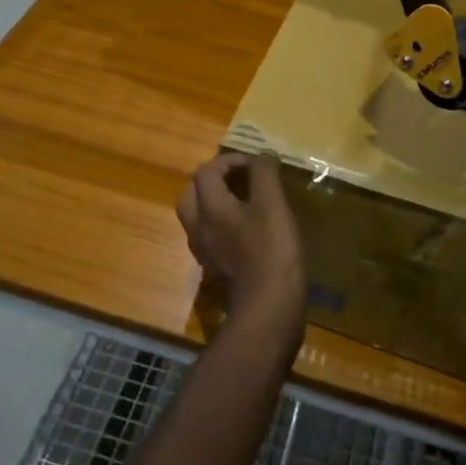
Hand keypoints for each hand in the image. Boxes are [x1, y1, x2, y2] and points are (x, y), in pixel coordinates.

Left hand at [176, 153, 305, 348]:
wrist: (268, 308)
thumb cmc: (271, 251)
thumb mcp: (273, 205)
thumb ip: (265, 175)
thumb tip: (262, 156)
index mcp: (209, 207)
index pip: (207, 171)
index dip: (230, 160)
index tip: (255, 164)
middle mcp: (198, 227)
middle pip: (192, 193)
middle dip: (212, 179)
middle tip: (239, 179)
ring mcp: (203, 251)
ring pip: (197, 216)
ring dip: (213, 202)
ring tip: (242, 201)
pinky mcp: (214, 268)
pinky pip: (208, 236)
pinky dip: (220, 224)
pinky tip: (244, 229)